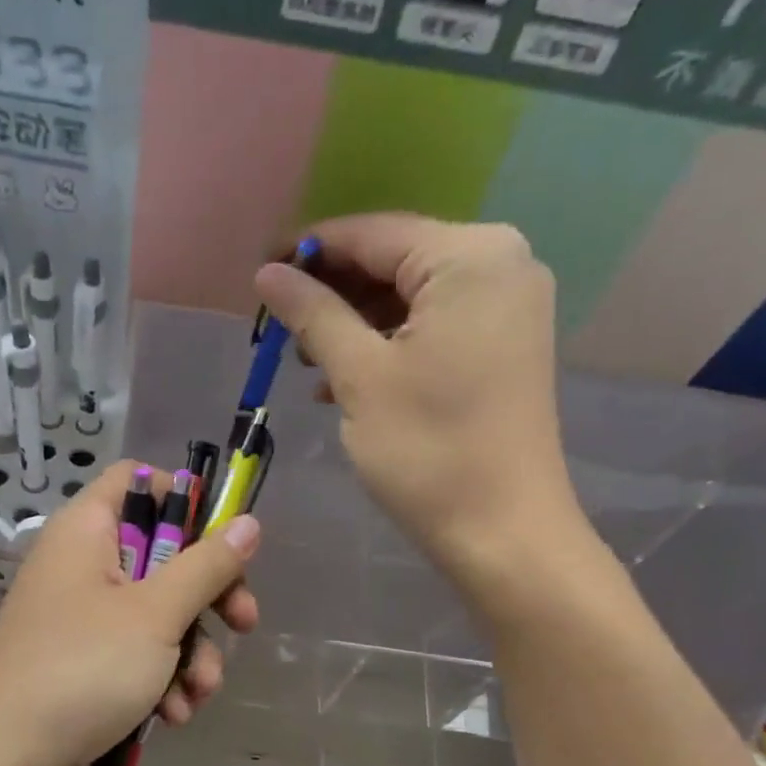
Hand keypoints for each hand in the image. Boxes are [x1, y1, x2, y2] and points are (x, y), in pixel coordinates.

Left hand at [0, 462, 260, 765]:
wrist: (7, 760)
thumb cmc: (83, 668)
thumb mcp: (155, 614)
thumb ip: (207, 565)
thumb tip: (248, 522)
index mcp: (87, 531)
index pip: (137, 481)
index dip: (184, 500)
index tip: (223, 539)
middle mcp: (82, 565)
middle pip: (162, 555)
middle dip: (208, 598)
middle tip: (243, 623)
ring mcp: (82, 617)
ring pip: (158, 614)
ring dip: (190, 653)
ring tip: (198, 693)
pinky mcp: (85, 663)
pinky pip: (137, 655)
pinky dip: (160, 680)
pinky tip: (172, 716)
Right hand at [255, 213, 593, 590]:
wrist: (503, 532)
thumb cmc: (428, 450)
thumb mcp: (360, 376)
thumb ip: (312, 314)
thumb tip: (268, 273)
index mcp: (470, 256)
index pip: (372, 234)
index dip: (308, 251)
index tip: (258, 275)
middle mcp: (501, 263)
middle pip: (394, 260)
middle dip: (333, 292)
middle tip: (279, 329)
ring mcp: (508, 306)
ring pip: (411, 296)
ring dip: (355, 323)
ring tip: (307, 361)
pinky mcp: (504, 345)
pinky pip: (433, 325)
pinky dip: (388, 345)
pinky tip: (344, 380)